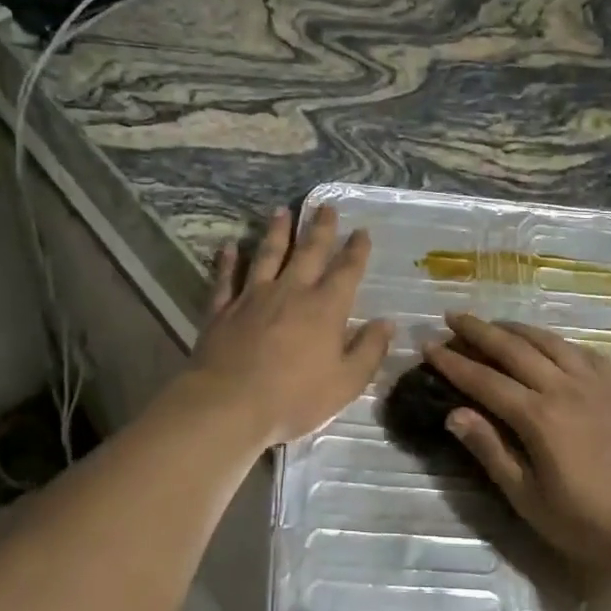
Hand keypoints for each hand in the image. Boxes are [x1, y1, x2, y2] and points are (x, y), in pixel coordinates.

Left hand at [186, 206, 393, 445]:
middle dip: (320, 228)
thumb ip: (369, 351)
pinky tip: (229, 246)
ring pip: (267, 255)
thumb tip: (387, 324)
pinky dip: (228, 261)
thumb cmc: (294, 398)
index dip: (356, 250)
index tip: (361, 231)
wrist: (229, 404)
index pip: (346, 270)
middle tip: (325, 206)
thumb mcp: (345, 383)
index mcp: (325, 308)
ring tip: (281, 211)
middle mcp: (291, 291)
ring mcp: (253, 296)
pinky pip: (227, 278)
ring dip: (276, 232)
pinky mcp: (222, 309)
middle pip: (308, 252)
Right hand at [424, 313, 610, 581]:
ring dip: (515, 328)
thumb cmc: (594, 523)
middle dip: (478, 330)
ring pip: (548, 341)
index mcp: (539, 417)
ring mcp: (597, 383)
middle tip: (452, 316)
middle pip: (513, 348)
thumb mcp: (532, 500)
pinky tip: (548, 343)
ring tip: (493, 323)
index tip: (428, 345)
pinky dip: (555, 340)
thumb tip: (454, 413)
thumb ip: (492, 452)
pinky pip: (581, 350)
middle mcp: (564, 388)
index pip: (484, 380)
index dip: (453, 362)